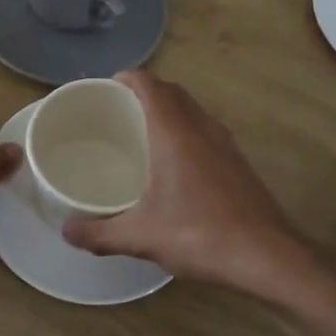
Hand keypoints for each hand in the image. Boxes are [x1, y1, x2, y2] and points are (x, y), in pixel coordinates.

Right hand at [62, 72, 321, 306]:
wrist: (269, 257)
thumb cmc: (201, 235)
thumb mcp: (141, 237)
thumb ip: (99, 233)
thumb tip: (66, 231)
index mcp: (175, 133)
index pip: (150, 85)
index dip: (127, 79)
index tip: (106, 87)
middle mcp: (202, 129)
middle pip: (172, 92)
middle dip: (146, 92)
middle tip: (118, 110)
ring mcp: (225, 144)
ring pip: (193, 110)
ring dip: (169, 109)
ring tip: (143, 132)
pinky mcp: (238, 163)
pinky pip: (206, 130)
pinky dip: (186, 130)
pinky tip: (174, 164)